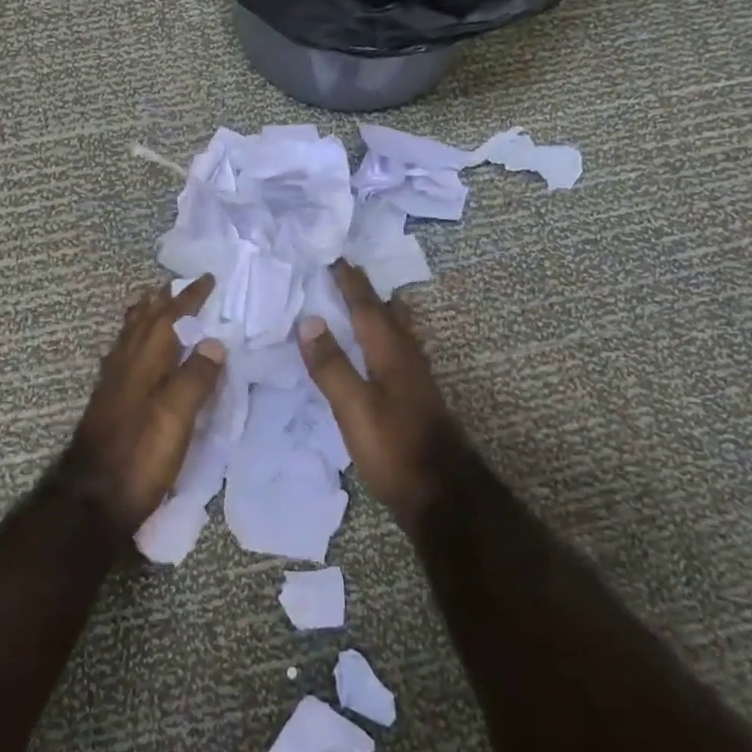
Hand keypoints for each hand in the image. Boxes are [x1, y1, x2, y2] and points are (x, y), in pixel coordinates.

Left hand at [67, 274, 225, 533]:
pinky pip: (122, 357)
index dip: (188, 298)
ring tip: (150, 304)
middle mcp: (125, 366)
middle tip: (173, 284)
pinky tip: (130, 354)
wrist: (93, 500)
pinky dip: (132, 343)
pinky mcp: (109, 404)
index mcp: (144, 363)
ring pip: (129, 338)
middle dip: (160, 301)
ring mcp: (113, 386)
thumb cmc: (140, 457)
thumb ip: (195, 378)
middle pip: (142, 323)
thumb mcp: (176, 418)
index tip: (207, 278)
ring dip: (143, 318)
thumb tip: (214, 341)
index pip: (168, 319)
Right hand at [298, 260, 464, 531]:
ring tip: (376, 302)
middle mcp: (408, 359)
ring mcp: (417, 380)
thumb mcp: (354, 407)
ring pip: (401, 333)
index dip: (351, 284)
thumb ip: (332, 365)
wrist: (441, 494)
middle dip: (371, 293)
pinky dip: (389, 338)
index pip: (368, 308)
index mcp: (391, 354)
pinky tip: (386, 353)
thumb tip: (310, 321)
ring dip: (386, 313)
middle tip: (354, 273)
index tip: (336, 258)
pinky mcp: (417, 400)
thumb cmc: (393, 447)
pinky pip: (401, 353)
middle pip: (390, 315)